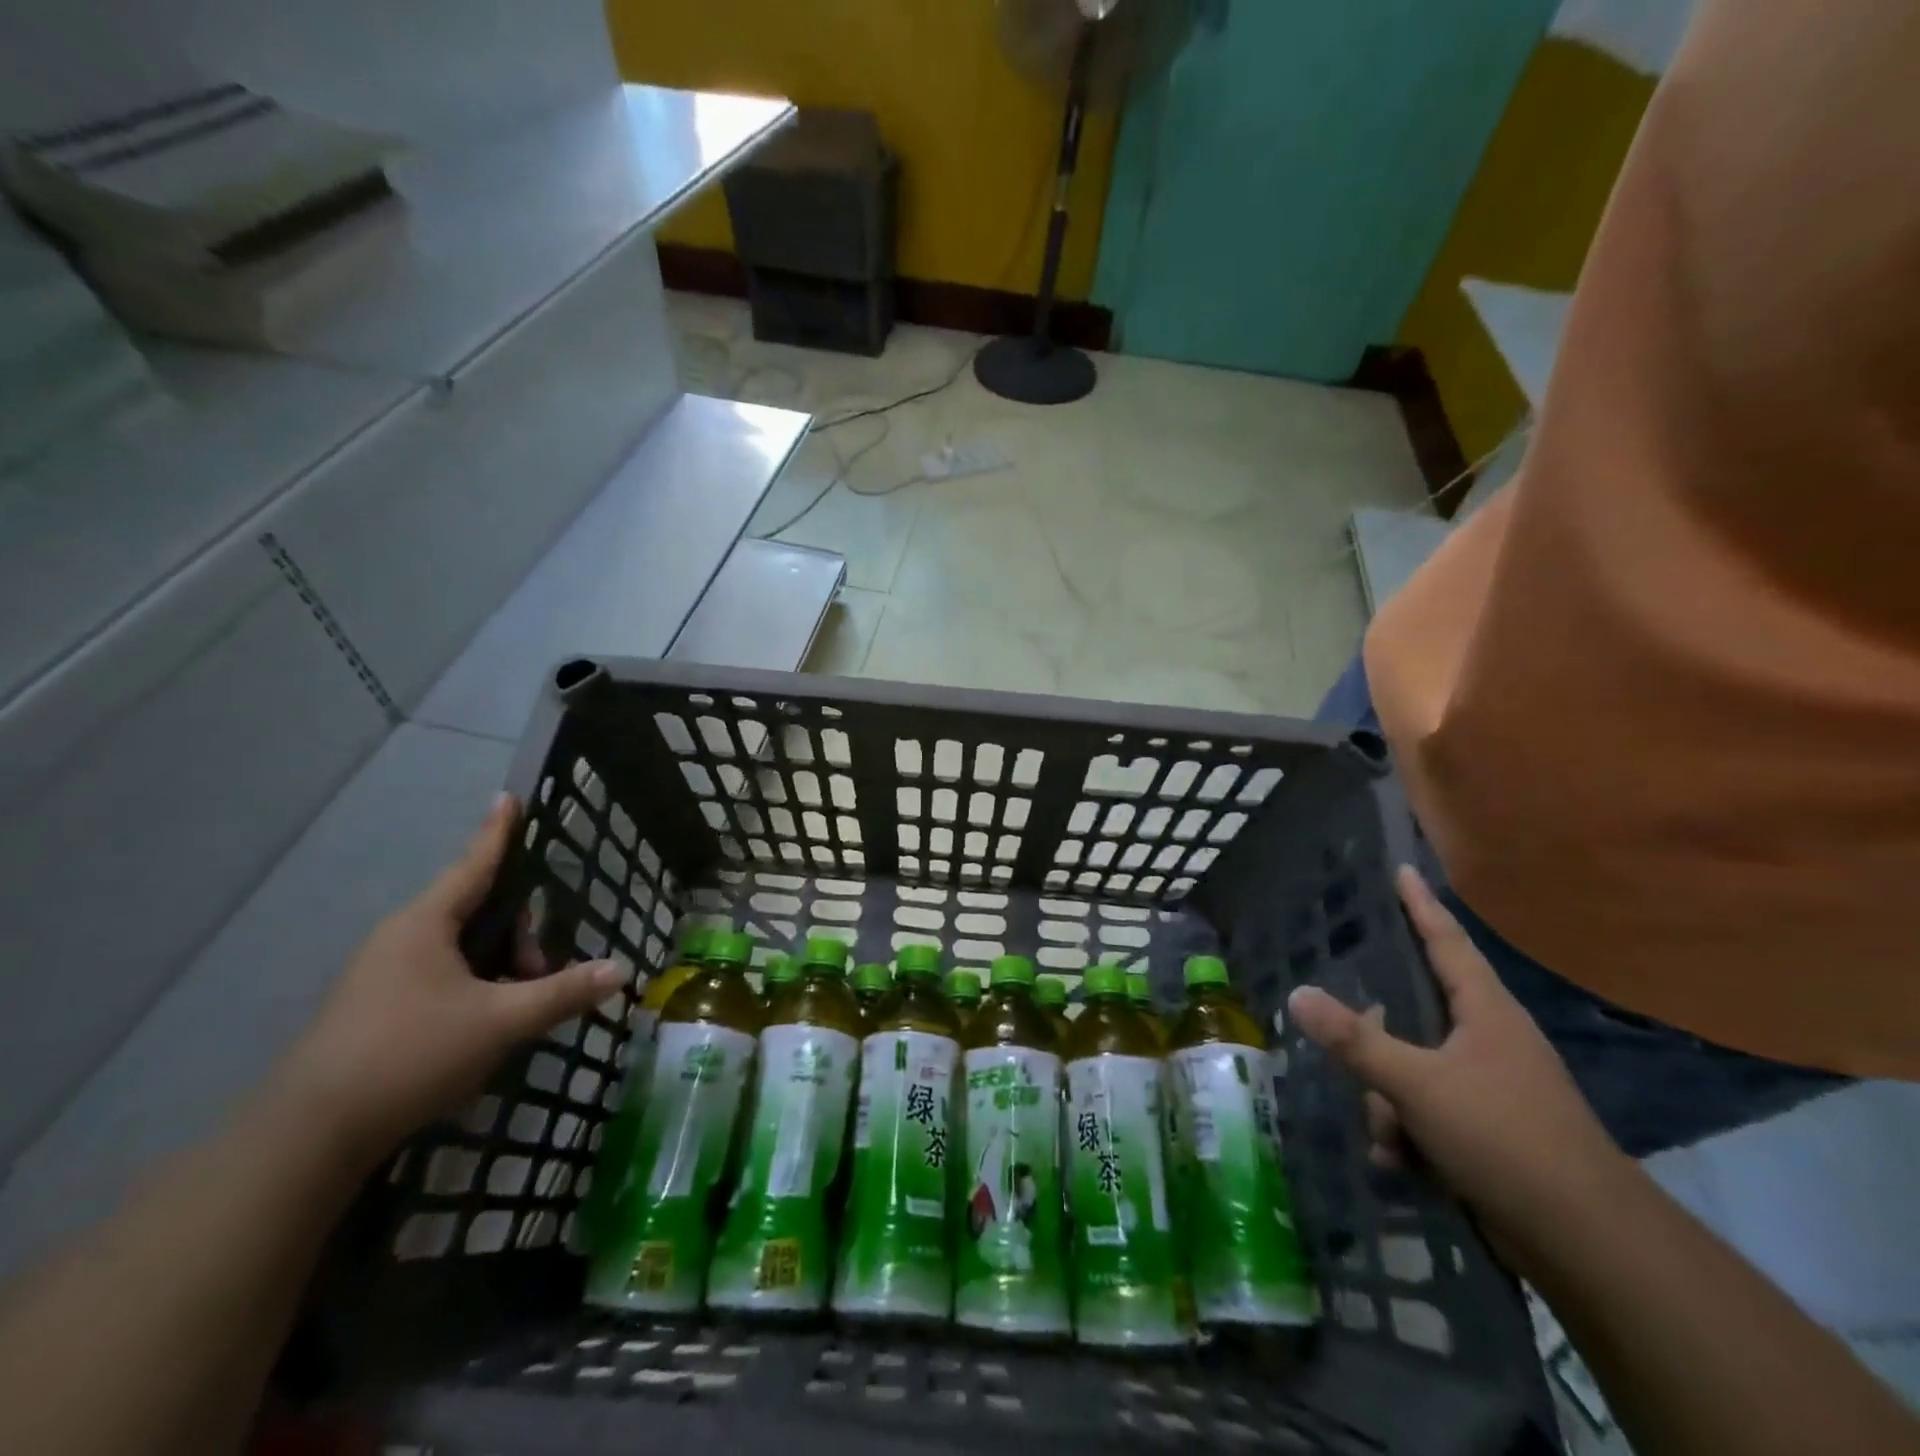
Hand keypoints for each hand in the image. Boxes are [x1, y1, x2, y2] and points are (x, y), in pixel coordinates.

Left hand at [271, 793, 624, 1164]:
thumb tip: (620, 970)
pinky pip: (438, 978)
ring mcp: (380, 976)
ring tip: (516, 1011)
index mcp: (425, 924)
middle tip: (541, 975)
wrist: (307, 1137)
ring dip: (498, 969)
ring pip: (459, 951)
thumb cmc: (410, 1054)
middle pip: (476, 914)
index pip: (474, 865)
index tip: (509, 797)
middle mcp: (400, 939)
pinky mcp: (372, 1011)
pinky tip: (483, 1027)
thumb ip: (563, 993)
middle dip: (518, 937)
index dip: (498, 832)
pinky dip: (472, 989)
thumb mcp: (501, 1021)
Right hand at [1288, 866, 1629, 1263]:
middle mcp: (1490, 1042)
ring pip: (1414, 1071)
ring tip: (1386, 1136)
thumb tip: (1297, 994)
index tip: (1402, 870)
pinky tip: (1398, 1162)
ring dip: (1389, 1102)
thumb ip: (1355, 1039)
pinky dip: (1408, 1135)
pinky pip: (1428, 1114)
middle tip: (1344, 1037)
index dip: (1420, 905)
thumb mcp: (1417, 1084)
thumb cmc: (1505, 1138)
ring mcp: (1492, 1089)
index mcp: (1485, 1013)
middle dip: (1377, 1039)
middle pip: (1415, 1015)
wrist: (1588, 1244)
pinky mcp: (1490, 1134)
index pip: (1446, 941)